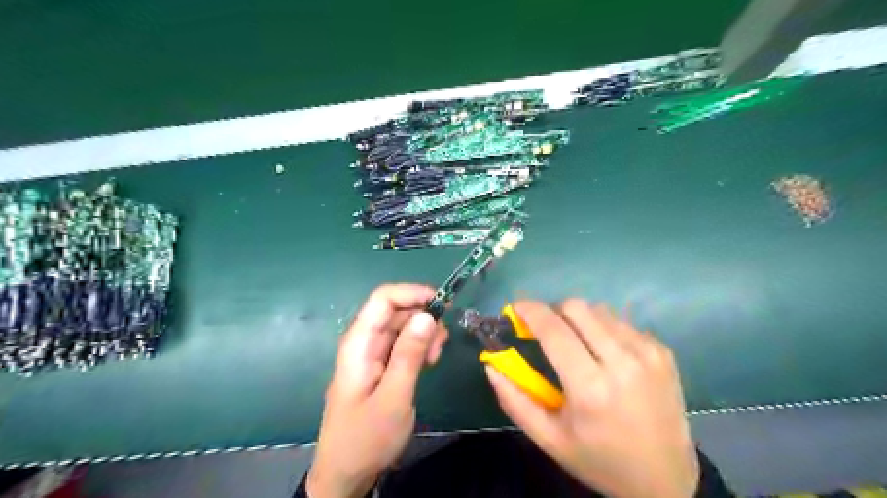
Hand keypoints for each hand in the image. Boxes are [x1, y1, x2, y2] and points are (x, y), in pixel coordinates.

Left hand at [309, 284, 450, 497]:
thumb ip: (409, 355)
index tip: (442, 304)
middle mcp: (364, 341)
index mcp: (359, 343)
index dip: (412, 293)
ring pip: (401, 325)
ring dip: (423, 332)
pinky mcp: (380, 365)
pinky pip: (402, 343)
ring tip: (435, 356)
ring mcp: (372, 353)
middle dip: (422, 316)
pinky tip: (429, 361)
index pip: (383, 299)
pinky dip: (419, 345)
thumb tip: (427, 315)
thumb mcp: (393, 398)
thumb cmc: (366, 438)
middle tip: (442, 342)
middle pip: (395, 310)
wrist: (345, 472)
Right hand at [484, 299, 700, 496]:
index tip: (516, 308)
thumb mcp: (548, 439)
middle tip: (547, 331)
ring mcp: (648, 354)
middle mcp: (622, 362)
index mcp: (590, 388)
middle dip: (554, 311)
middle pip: (577, 307)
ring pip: (599, 311)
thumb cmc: (599, 460)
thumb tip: (491, 364)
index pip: (553, 329)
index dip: (529, 311)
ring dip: (579, 320)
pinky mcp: (663, 352)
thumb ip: (514, 400)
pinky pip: (622, 323)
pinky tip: (605, 355)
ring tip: (578, 346)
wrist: (666, 479)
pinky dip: (604, 330)